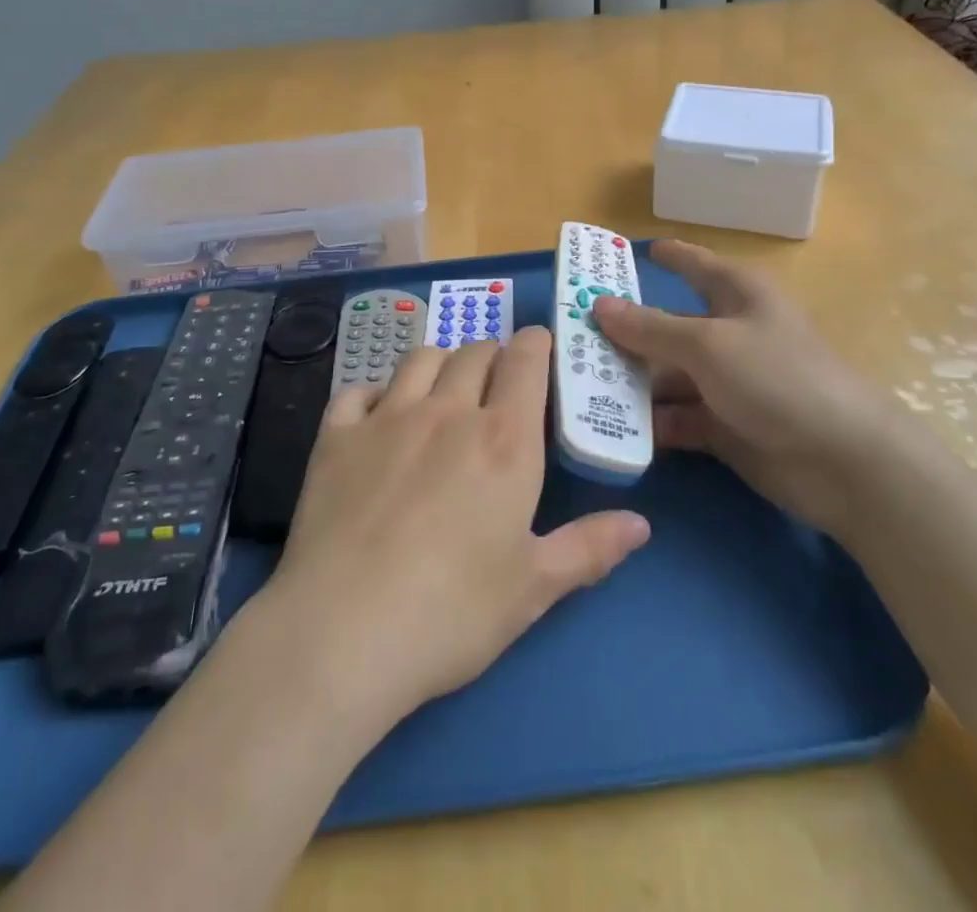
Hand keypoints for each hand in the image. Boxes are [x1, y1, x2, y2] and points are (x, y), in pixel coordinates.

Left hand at [255, 329, 650, 729]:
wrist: (343, 632)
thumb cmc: (452, 612)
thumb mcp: (534, 588)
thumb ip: (589, 548)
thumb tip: (641, 524)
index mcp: (503, 439)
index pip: (524, 361)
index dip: (535, 345)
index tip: (540, 347)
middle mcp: (447, 412)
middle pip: (474, 352)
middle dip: (492, 355)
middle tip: (497, 382)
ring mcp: (386, 418)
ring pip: (420, 359)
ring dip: (441, 363)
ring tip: (445, 389)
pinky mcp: (336, 436)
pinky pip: (358, 391)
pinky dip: (375, 393)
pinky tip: (378, 417)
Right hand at [592, 240, 899, 534]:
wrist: (844, 462)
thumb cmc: (777, 378)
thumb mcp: (708, 345)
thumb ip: (650, 327)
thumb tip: (599, 304)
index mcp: (737, 295)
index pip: (694, 265)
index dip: (666, 256)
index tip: (631, 253)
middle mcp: (730, 333)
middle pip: (668, 327)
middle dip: (624, 335)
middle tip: (571, 341)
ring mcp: (727, 382)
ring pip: (667, 375)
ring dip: (631, 384)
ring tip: (579, 390)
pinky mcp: (725, 425)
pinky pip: (677, 417)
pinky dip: (652, 423)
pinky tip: (614, 428)